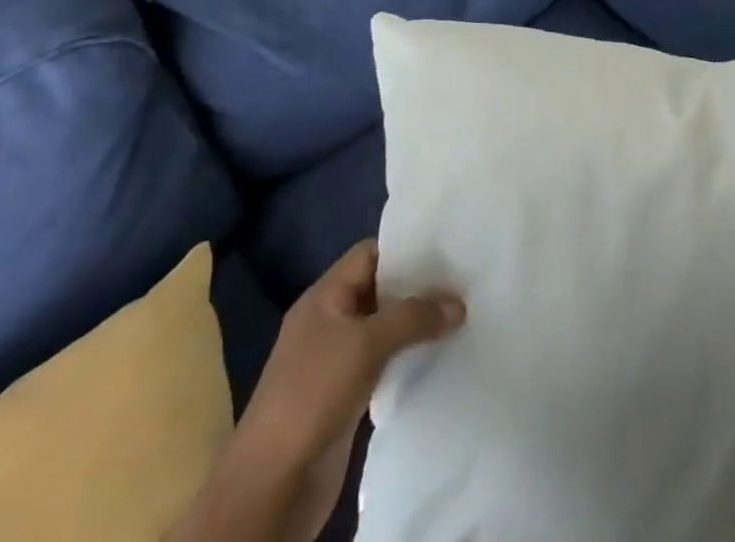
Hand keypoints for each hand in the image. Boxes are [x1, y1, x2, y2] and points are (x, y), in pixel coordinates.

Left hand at [168, 241, 463, 541]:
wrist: (272, 486)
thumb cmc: (312, 395)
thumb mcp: (365, 344)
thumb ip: (413, 317)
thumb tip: (458, 305)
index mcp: (324, 297)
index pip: (369, 254)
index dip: (405, 248)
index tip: (446, 249)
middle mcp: (330, 322)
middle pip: (379, 290)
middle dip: (417, 287)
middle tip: (461, 282)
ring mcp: (336, 361)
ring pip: (384, 328)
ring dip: (415, 325)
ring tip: (459, 317)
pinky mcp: (346, 396)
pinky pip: (383, 363)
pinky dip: (407, 358)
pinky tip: (438, 357)